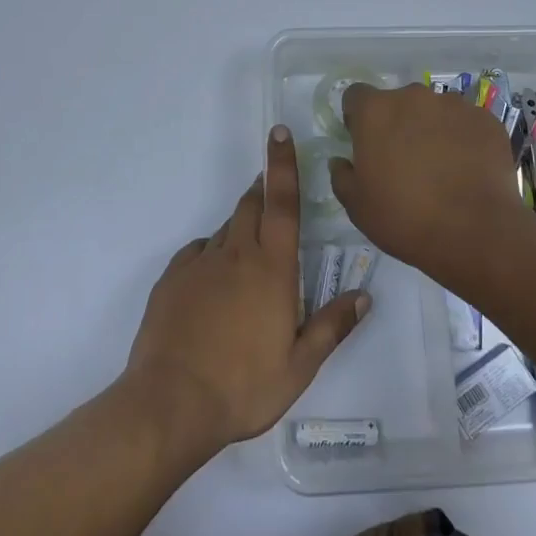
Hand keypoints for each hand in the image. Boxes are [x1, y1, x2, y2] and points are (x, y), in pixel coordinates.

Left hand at [123, 126, 367, 455]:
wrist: (170, 404)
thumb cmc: (244, 386)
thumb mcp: (299, 365)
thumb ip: (332, 326)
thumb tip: (365, 295)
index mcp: (271, 267)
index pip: (281, 202)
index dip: (283, 164)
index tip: (279, 132)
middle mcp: (235, 253)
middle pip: (251, 205)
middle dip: (263, 191)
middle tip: (271, 193)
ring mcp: (199, 263)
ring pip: (226, 230)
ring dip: (240, 230)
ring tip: (247, 263)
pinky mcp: (172, 278)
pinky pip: (198, 253)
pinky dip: (212, 256)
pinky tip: (213, 284)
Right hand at [329, 83, 525, 274]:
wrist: (475, 232)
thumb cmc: (404, 218)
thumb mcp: (357, 206)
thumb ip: (342, 176)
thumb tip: (342, 161)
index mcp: (376, 111)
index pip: (356, 95)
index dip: (357, 118)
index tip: (364, 143)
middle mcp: (414, 96)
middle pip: (399, 102)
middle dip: (398, 124)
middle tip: (403, 161)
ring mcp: (455, 105)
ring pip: (435, 111)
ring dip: (432, 129)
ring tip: (441, 168)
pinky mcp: (486, 120)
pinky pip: (466, 124)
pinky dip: (463, 139)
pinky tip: (467, 170)